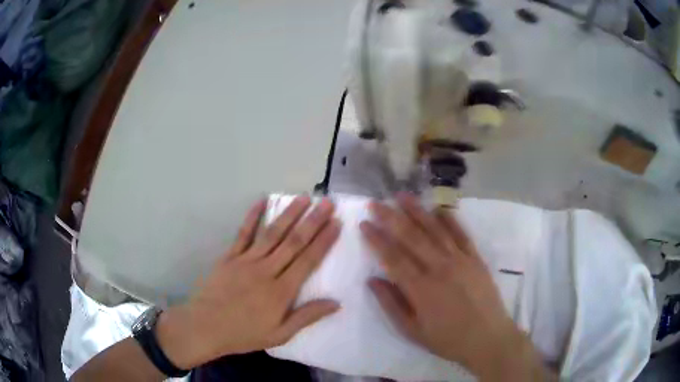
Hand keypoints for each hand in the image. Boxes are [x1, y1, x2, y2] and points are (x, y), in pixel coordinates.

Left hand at [157, 196, 340, 369]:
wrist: (205, 327)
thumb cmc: (244, 334)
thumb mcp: (280, 334)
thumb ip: (307, 317)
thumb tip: (336, 303)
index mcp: (281, 291)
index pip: (308, 260)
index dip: (324, 241)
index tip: (337, 223)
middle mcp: (266, 270)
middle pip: (293, 242)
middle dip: (312, 221)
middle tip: (327, 202)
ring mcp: (246, 261)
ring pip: (272, 233)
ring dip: (289, 214)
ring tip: (303, 198)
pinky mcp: (230, 257)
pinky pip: (243, 233)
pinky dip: (252, 216)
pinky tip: (262, 201)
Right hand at [360, 194, 550, 380]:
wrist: (488, 338)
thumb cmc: (447, 339)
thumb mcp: (412, 331)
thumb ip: (391, 305)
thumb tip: (372, 281)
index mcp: (421, 288)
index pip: (393, 257)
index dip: (376, 239)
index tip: (364, 224)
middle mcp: (439, 268)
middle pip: (411, 237)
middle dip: (391, 217)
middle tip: (376, 203)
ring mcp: (460, 260)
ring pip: (435, 229)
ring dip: (417, 211)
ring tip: (402, 195)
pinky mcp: (475, 258)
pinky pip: (461, 234)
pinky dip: (449, 219)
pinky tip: (438, 208)